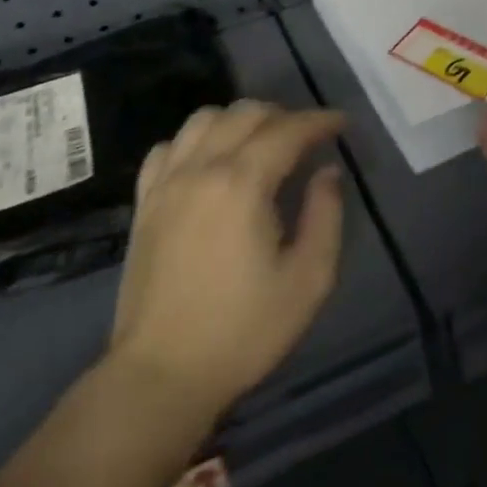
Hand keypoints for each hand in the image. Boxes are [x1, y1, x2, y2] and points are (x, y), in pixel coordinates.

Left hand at [111, 101, 346, 422]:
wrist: (162, 373)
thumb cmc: (244, 330)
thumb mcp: (308, 280)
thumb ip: (325, 216)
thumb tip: (327, 173)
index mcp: (243, 183)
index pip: (288, 130)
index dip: (320, 121)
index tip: (342, 124)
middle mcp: (201, 168)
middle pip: (245, 113)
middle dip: (284, 115)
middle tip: (308, 138)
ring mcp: (166, 182)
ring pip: (203, 118)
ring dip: (239, 120)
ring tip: (261, 142)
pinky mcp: (145, 202)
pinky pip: (169, 146)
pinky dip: (196, 139)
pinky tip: (210, 161)